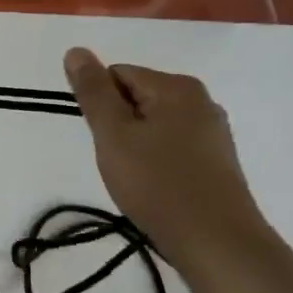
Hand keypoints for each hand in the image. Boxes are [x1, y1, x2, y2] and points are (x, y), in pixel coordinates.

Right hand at [62, 47, 271, 266]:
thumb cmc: (157, 183)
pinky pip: (171, 145)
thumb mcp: (113, 134)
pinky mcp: (217, 160)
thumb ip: (93, 91)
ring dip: (135, 144)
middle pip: (136, 97)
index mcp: (176, 87)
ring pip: (152, 124)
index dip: (100, 105)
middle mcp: (201, 100)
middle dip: (117, 125)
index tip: (103, 139)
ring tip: (135, 176)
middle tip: (117, 159)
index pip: (117, 74)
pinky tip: (155, 186)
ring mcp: (213, 131)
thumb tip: (76, 51)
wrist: (216, 242)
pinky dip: (155, 160)